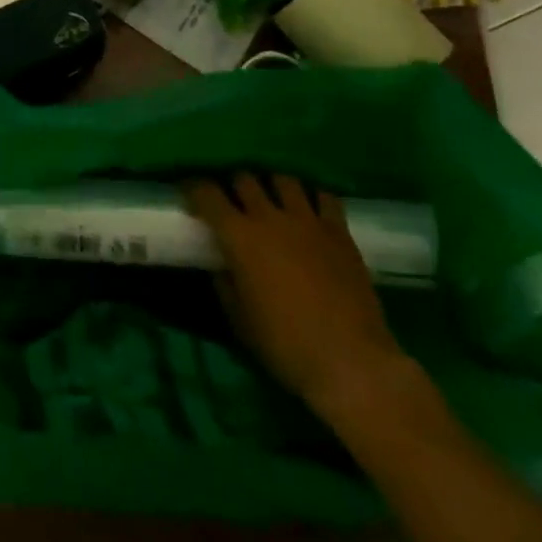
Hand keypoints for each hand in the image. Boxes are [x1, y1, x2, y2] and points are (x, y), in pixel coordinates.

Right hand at [186, 173, 409, 415]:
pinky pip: (325, 197)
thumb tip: (221, 264)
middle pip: (245, 179)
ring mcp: (308, 221)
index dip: (194, 188)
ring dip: (273, 187)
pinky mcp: (339, 232)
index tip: (190, 193)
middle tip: (234, 203)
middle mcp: (270, 217)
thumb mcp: (240, 321)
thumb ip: (225, 284)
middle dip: (234, 187)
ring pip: (284, 180)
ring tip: (274, 202)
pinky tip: (312, 213)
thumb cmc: (286, 346)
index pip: (207, 194)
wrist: (351, 362)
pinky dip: (313, 199)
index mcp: (240, 237)